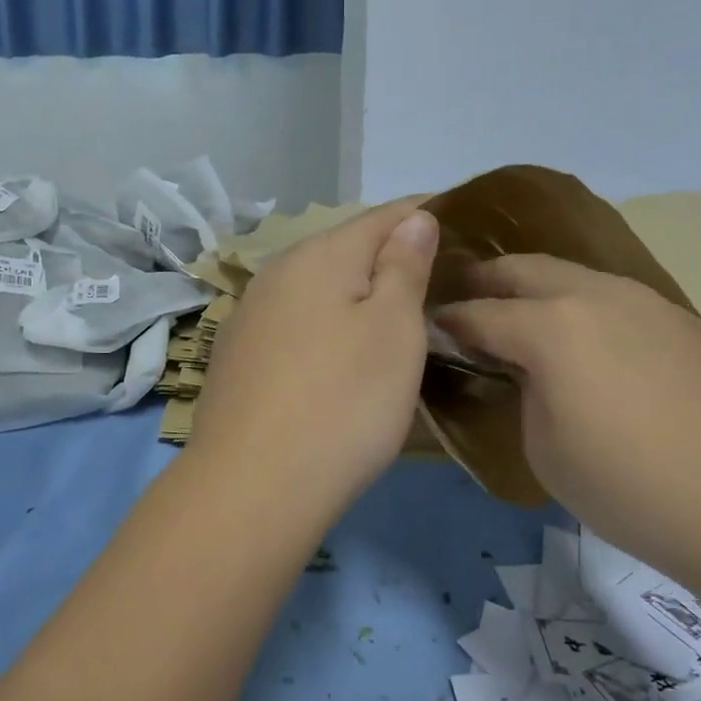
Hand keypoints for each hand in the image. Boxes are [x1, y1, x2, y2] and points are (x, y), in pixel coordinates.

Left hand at [187, 200, 439, 510]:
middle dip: (390, 254)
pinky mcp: (237, 354)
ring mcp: (250, 313)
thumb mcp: (393, 329)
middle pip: (345, 247)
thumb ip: (403, 266)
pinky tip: (337, 349)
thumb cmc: (342, 401)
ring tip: (394, 310)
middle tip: (437, 275)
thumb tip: (413, 219)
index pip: (384, 215)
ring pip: (317, 285)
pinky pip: (295, 320)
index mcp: (319, 254)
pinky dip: (325, 322)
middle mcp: (277, 272)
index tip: (462, 223)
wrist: (251, 486)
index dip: (425, 213)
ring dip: (355, 290)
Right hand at [436, 255, 700, 580]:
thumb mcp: (544, 449)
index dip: (446, 321)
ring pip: (570, 274)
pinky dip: (580, 306)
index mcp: (549, 326)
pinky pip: (611, 296)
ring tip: (521, 319)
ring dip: (535, 289)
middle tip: (465, 305)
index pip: (478, 313)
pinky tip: (586, 341)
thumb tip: (525, 371)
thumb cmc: (632, 488)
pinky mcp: (680, 320)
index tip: (427, 329)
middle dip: (485, 282)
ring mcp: (644, 301)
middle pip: (522, 269)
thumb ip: (522, 394)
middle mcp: (593, 295)